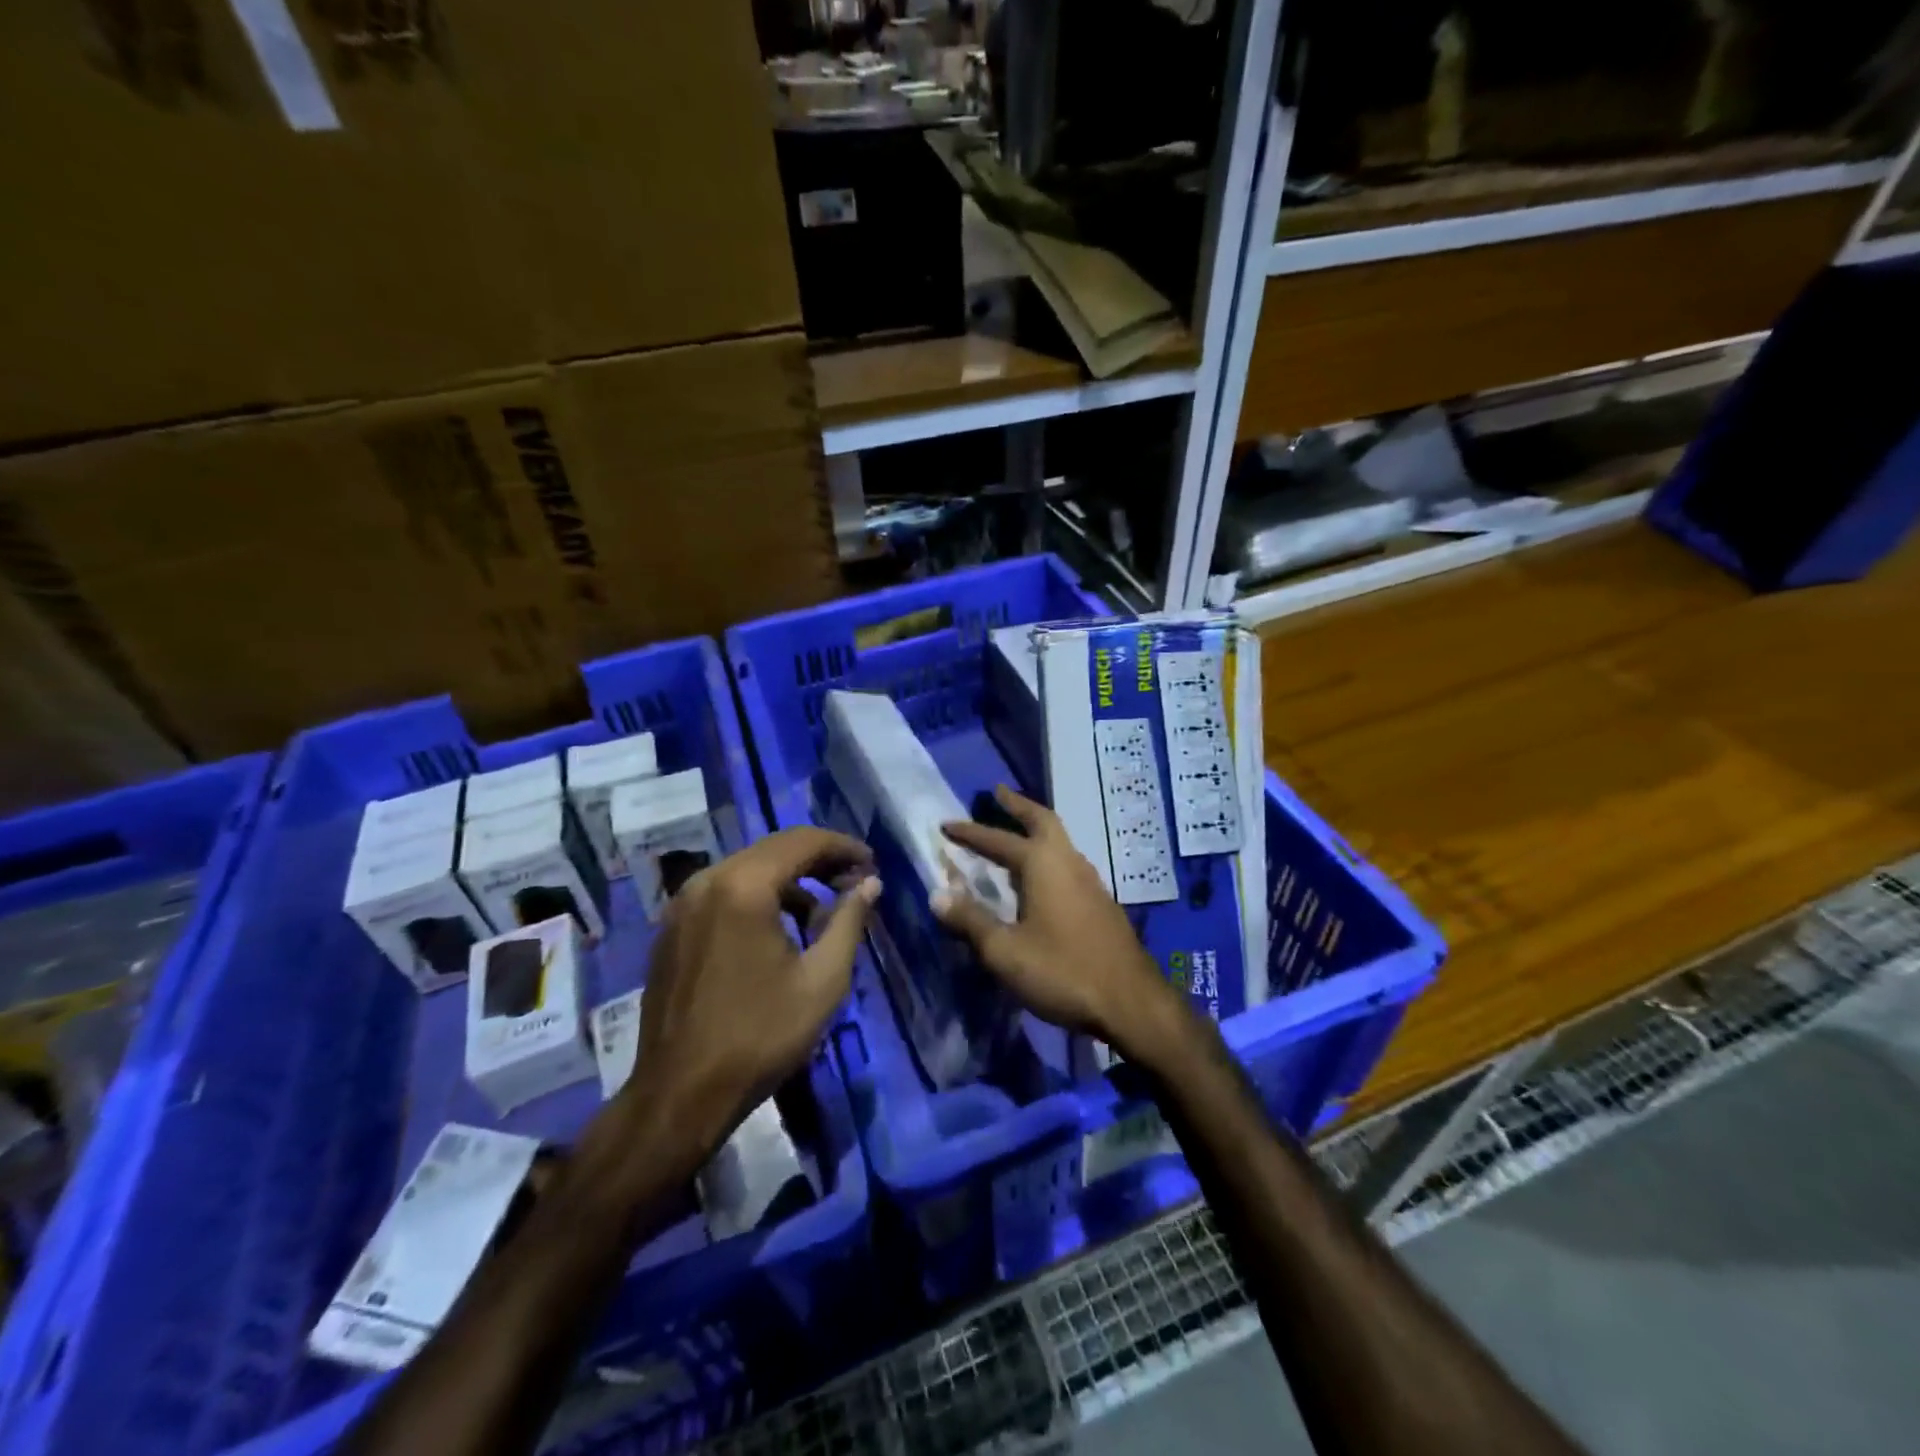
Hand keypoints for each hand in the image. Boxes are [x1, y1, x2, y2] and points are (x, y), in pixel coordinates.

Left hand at [631, 828, 879, 1152]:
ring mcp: (683, 904)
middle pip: (774, 850)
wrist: (680, 1095)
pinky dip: (758, 897)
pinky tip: (778, 931)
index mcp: (744, 886)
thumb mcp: (822, 980)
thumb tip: (870, 883)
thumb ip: (849, 921)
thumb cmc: (760, 1036)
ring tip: (821, 915)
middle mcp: (707, 881)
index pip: (803, 841)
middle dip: (819, 861)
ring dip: (789, 881)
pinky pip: (724, 893)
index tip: (872, 864)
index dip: (843, 847)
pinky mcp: (671, 928)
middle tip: (854, 882)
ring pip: (748, 870)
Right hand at [934, 786, 1184, 1061]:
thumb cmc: (1062, 972)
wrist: (1130, 1003)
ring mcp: (1090, 881)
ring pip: (1060, 842)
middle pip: (1043, 820)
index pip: (998, 840)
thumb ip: (970, 920)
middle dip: (1018, 806)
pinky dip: (1048, 856)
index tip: (946, 824)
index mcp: (1043, 865)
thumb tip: (937, 894)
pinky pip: (1068, 864)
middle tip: (998, 794)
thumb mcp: (1005, 951)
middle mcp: (1069, 862)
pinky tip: (1040, 879)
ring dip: (1036, 830)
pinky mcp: (1101, 903)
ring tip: (1015, 834)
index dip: (970, 832)